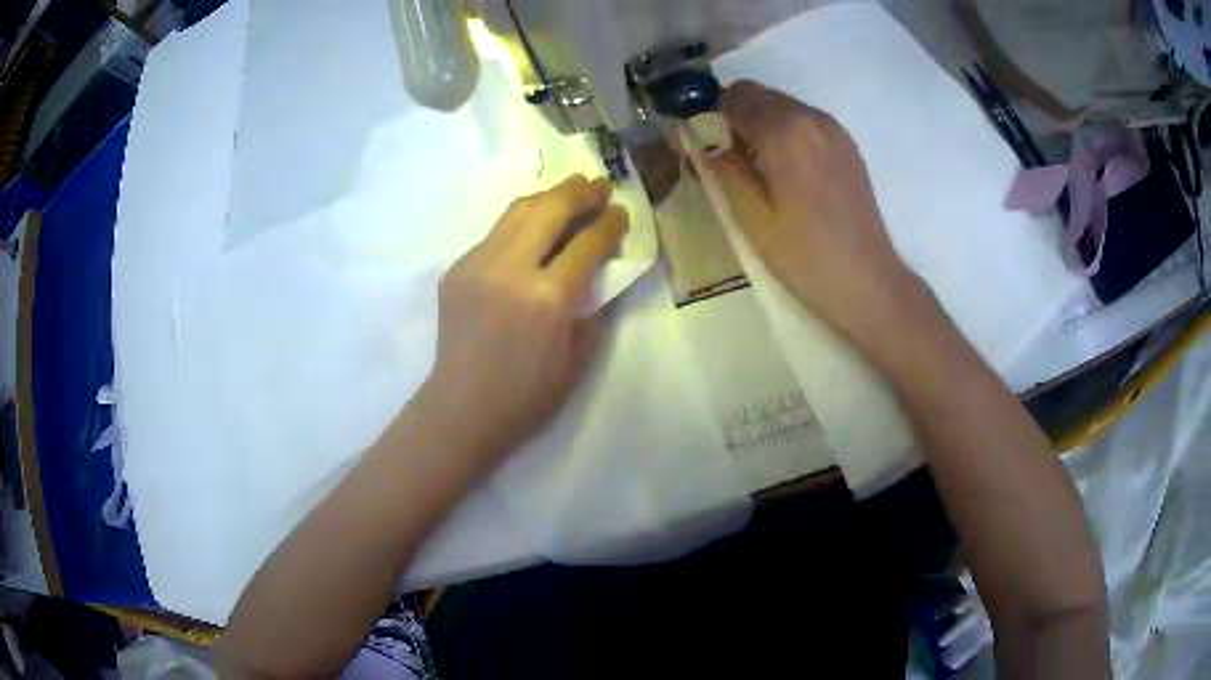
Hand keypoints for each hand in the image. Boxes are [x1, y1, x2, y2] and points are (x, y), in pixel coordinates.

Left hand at [418, 174, 627, 470]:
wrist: (461, 409)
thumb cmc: (527, 396)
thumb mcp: (578, 359)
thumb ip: (596, 307)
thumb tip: (605, 269)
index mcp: (548, 299)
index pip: (587, 243)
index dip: (610, 223)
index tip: (622, 213)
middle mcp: (511, 270)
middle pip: (550, 209)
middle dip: (580, 192)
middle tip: (599, 184)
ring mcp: (477, 264)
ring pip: (518, 211)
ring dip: (549, 196)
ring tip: (570, 190)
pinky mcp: (456, 268)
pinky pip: (495, 233)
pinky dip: (522, 222)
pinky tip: (535, 227)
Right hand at [707, 80, 919, 341]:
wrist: (866, 282)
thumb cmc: (805, 255)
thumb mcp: (750, 214)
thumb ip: (719, 165)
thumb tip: (690, 135)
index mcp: (785, 130)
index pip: (732, 97)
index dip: (708, 117)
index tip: (699, 146)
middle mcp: (811, 116)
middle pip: (757, 94)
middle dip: (732, 117)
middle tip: (724, 159)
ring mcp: (833, 129)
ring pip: (780, 105)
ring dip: (758, 123)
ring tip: (755, 169)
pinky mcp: (846, 144)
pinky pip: (802, 120)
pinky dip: (783, 132)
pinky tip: (784, 172)